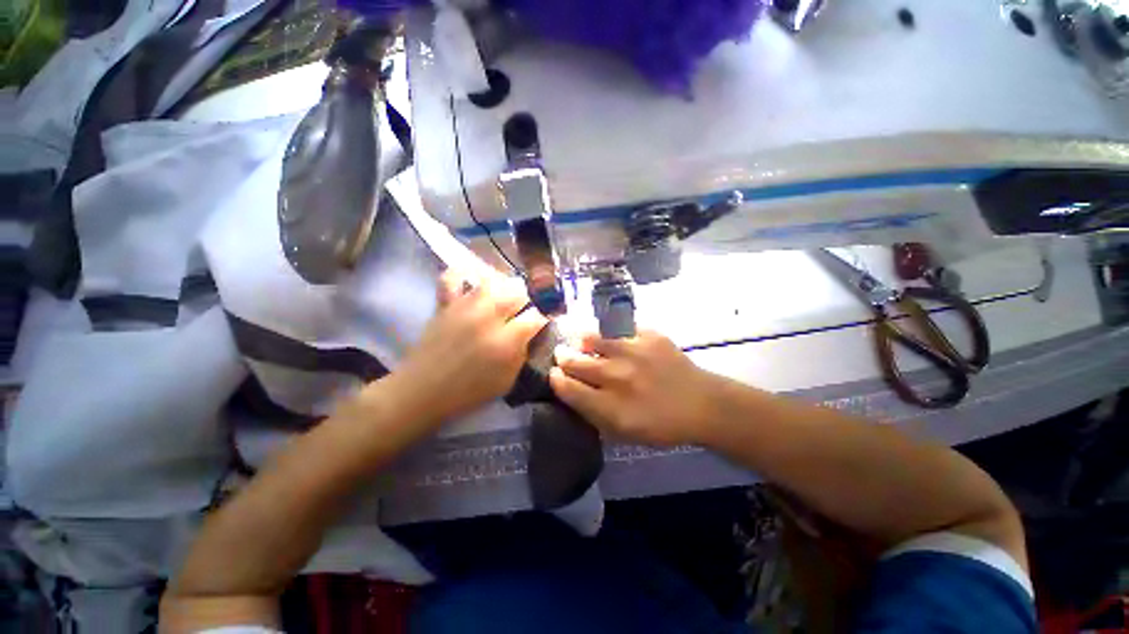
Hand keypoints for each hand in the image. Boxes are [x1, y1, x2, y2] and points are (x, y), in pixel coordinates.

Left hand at [393, 270, 547, 423]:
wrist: (424, 391)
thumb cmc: (469, 391)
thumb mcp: (508, 380)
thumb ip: (523, 352)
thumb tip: (531, 332)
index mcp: (506, 341)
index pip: (537, 315)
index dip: (545, 316)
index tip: (545, 319)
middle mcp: (488, 317)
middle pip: (518, 291)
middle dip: (529, 298)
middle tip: (526, 309)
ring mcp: (465, 307)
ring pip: (493, 280)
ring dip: (505, 287)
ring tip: (506, 297)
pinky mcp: (446, 304)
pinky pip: (453, 278)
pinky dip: (463, 275)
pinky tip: (472, 283)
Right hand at [549, 330, 721, 446]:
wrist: (701, 403)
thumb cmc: (660, 425)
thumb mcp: (623, 433)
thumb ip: (593, 414)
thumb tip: (570, 391)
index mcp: (611, 407)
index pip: (568, 388)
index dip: (556, 379)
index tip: (554, 374)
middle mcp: (618, 376)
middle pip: (575, 361)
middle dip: (563, 357)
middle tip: (563, 355)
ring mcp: (634, 351)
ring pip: (592, 338)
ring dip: (583, 342)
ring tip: (583, 343)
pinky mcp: (649, 335)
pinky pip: (618, 328)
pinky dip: (610, 334)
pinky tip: (613, 339)